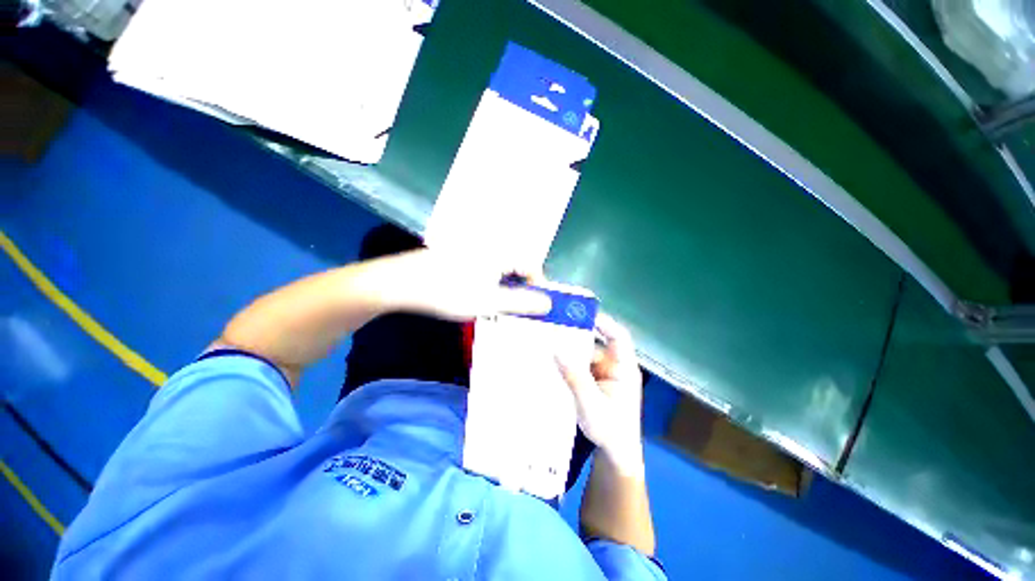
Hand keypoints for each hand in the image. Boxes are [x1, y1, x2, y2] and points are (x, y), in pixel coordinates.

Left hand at [386, 249, 551, 320]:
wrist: (402, 282)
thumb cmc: (449, 292)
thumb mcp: (489, 302)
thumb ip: (521, 303)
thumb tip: (548, 303)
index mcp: (500, 252)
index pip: (531, 265)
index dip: (537, 286)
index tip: (534, 306)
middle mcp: (490, 245)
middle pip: (516, 266)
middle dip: (519, 289)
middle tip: (513, 309)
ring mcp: (473, 248)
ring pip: (500, 268)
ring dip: (503, 287)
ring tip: (494, 305)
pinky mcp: (460, 252)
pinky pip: (485, 267)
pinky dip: (488, 281)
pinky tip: (476, 294)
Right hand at [557, 314, 644, 471]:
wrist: (614, 454)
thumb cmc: (611, 431)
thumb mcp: (591, 405)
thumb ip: (575, 378)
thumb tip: (556, 349)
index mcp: (624, 368)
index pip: (618, 337)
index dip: (603, 322)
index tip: (580, 313)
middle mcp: (614, 365)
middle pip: (596, 341)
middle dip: (577, 334)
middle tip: (554, 325)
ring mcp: (602, 372)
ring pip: (584, 353)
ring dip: (569, 349)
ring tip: (547, 341)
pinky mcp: (592, 379)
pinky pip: (579, 364)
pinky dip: (567, 362)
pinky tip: (551, 360)